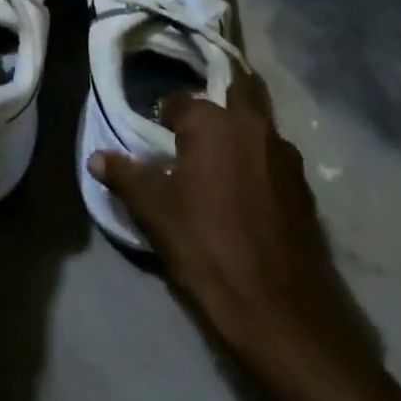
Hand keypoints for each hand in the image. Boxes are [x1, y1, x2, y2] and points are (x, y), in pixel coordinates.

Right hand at [90, 74, 376, 379]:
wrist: (280, 311)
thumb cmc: (207, 247)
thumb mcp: (155, 212)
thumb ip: (125, 176)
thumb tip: (96, 156)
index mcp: (212, 122)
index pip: (179, 102)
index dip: (165, 117)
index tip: (158, 137)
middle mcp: (251, 125)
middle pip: (236, 89)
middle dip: (217, 99)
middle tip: (197, 127)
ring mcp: (284, 154)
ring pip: (258, 124)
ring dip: (241, 130)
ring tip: (221, 159)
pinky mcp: (304, 187)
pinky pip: (275, 157)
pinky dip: (260, 161)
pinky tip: (248, 190)